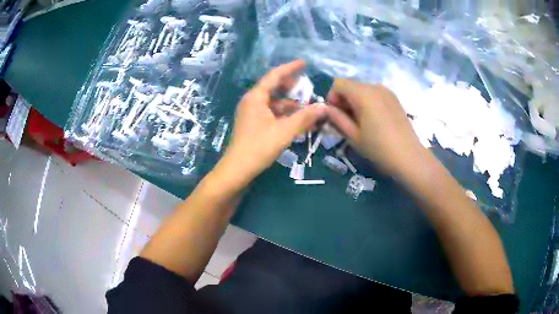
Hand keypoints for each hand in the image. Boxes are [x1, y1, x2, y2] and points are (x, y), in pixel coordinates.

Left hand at [218, 60, 325, 185]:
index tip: (304, 63)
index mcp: (256, 97)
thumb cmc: (259, 147)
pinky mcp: (253, 124)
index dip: (290, 68)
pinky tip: (296, 121)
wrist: (237, 170)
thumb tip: (324, 107)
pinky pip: (271, 113)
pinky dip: (284, 115)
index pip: (275, 76)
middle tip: (307, 86)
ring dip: (290, 104)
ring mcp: (251, 113)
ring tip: (307, 108)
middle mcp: (252, 101)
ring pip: (273, 103)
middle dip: (291, 87)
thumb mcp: (284, 131)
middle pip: (273, 88)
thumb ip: (305, 117)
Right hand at [325, 79, 427, 178]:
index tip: (335, 115)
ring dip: (356, 101)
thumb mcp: (353, 136)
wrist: (409, 156)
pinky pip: (374, 94)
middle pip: (351, 85)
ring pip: (362, 89)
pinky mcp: (394, 98)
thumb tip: (326, 109)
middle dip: (344, 100)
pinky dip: (368, 102)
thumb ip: (337, 118)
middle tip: (346, 121)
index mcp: (363, 94)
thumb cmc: (378, 148)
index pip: (338, 83)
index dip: (332, 97)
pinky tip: (374, 120)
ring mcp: (387, 91)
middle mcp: (375, 87)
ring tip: (361, 122)